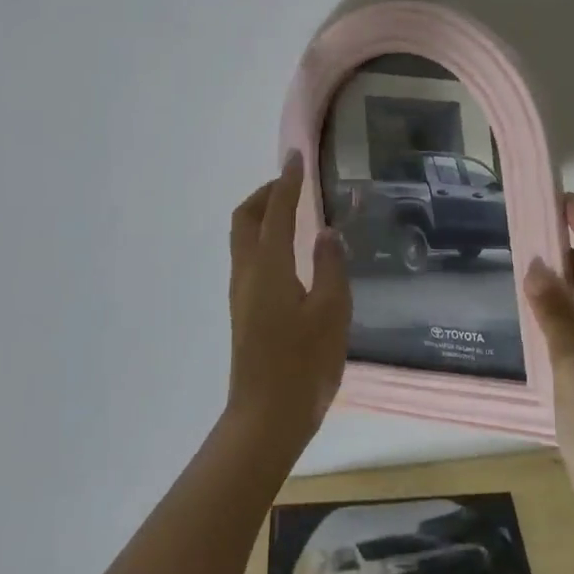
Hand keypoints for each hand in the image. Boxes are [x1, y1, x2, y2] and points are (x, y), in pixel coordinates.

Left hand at [226, 155, 351, 457]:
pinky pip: (249, 257)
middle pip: (245, 218)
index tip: (296, 156)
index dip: (287, 182)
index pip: (276, 212)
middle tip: (294, 185)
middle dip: (265, 194)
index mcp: (269, 268)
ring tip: (295, 213)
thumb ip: (330, 267)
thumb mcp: (331, 313)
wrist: (267, 418)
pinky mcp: (244, 310)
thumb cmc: (304, 365)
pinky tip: (291, 253)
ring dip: (263, 216)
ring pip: (243, 238)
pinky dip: (265, 239)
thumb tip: (326, 232)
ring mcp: (241, 293)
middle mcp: (247, 273)